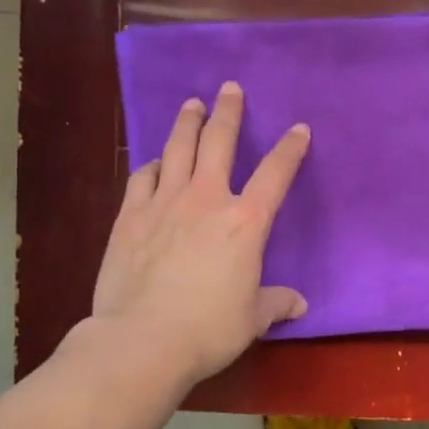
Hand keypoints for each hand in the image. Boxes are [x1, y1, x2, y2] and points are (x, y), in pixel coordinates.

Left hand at [88, 81, 310, 387]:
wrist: (142, 340)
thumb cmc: (208, 329)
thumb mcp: (252, 319)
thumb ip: (276, 303)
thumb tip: (299, 305)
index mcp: (246, 222)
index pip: (276, 174)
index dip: (290, 149)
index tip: (299, 128)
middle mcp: (206, 200)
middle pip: (219, 142)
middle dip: (228, 112)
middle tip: (229, 89)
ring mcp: (164, 203)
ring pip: (177, 149)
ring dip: (187, 123)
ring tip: (192, 104)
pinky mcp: (129, 217)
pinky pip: (142, 177)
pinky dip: (152, 165)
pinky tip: (155, 161)